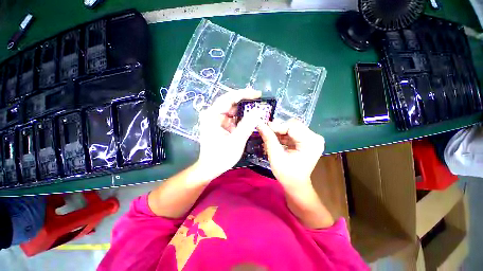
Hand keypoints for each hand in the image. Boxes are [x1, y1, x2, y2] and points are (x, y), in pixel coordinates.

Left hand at [195, 89, 261, 181]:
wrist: (209, 168)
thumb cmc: (221, 157)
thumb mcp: (236, 141)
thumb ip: (247, 125)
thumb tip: (257, 111)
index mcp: (212, 115)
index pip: (229, 98)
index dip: (244, 94)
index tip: (257, 94)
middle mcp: (212, 115)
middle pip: (230, 103)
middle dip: (245, 103)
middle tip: (259, 104)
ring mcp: (215, 120)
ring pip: (232, 111)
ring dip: (244, 112)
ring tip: (256, 112)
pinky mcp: (219, 125)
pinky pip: (231, 118)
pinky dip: (240, 119)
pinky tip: (249, 121)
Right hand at [257, 119, 324, 190]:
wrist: (295, 184)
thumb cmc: (287, 173)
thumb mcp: (276, 156)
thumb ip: (269, 138)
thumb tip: (260, 124)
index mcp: (311, 142)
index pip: (292, 126)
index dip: (276, 126)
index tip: (263, 127)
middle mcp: (315, 137)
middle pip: (293, 125)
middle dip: (278, 128)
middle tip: (266, 132)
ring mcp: (312, 138)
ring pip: (291, 127)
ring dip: (279, 131)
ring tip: (269, 137)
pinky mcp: (307, 140)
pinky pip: (293, 132)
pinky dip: (283, 135)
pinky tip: (275, 140)